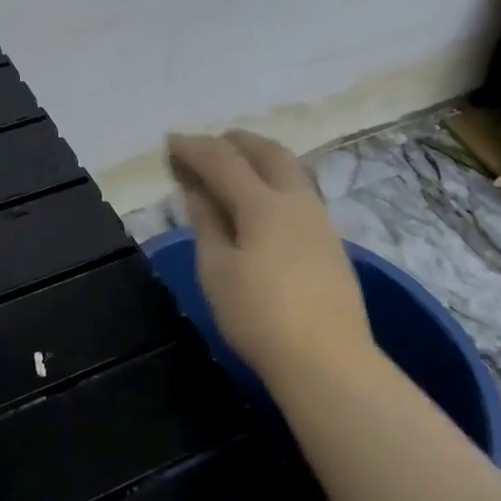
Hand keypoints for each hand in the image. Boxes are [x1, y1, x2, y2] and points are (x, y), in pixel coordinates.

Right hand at [168, 130, 373, 383]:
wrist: (326, 358)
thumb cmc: (259, 315)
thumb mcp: (216, 270)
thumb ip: (207, 223)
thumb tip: (197, 190)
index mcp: (264, 204)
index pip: (223, 161)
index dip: (194, 148)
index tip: (169, 142)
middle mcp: (298, 201)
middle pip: (268, 152)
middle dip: (235, 141)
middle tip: (208, 146)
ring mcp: (321, 221)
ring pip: (291, 171)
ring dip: (260, 159)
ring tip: (236, 169)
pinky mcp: (331, 244)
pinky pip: (300, 194)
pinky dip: (275, 184)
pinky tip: (264, 206)